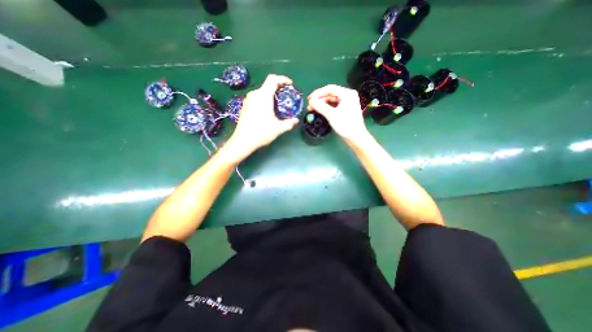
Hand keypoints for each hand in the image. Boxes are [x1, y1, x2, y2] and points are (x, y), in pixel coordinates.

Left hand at [227, 74, 300, 161]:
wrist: (243, 141)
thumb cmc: (261, 133)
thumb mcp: (278, 128)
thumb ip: (289, 123)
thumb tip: (296, 120)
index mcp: (263, 96)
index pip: (273, 79)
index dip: (282, 79)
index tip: (290, 84)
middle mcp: (255, 95)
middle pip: (268, 85)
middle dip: (278, 88)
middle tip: (286, 96)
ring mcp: (248, 100)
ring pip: (262, 92)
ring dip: (271, 95)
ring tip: (278, 104)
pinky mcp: (245, 106)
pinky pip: (257, 98)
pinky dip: (265, 100)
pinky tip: (268, 110)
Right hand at [308, 85, 367, 141]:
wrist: (356, 137)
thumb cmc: (345, 125)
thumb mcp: (331, 115)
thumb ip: (320, 106)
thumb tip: (311, 101)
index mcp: (347, 94)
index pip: (330, 89)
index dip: (318, 93)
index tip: (309, 99)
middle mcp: (347, 96)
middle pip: (330, 94)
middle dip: (319, 100)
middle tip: (309, 105)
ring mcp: (347, 103)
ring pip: (331, 100)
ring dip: (321, 104)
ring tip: (312, 109)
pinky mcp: (345, 110)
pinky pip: (333, 106)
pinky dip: (326, 108)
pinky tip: (319, 111)